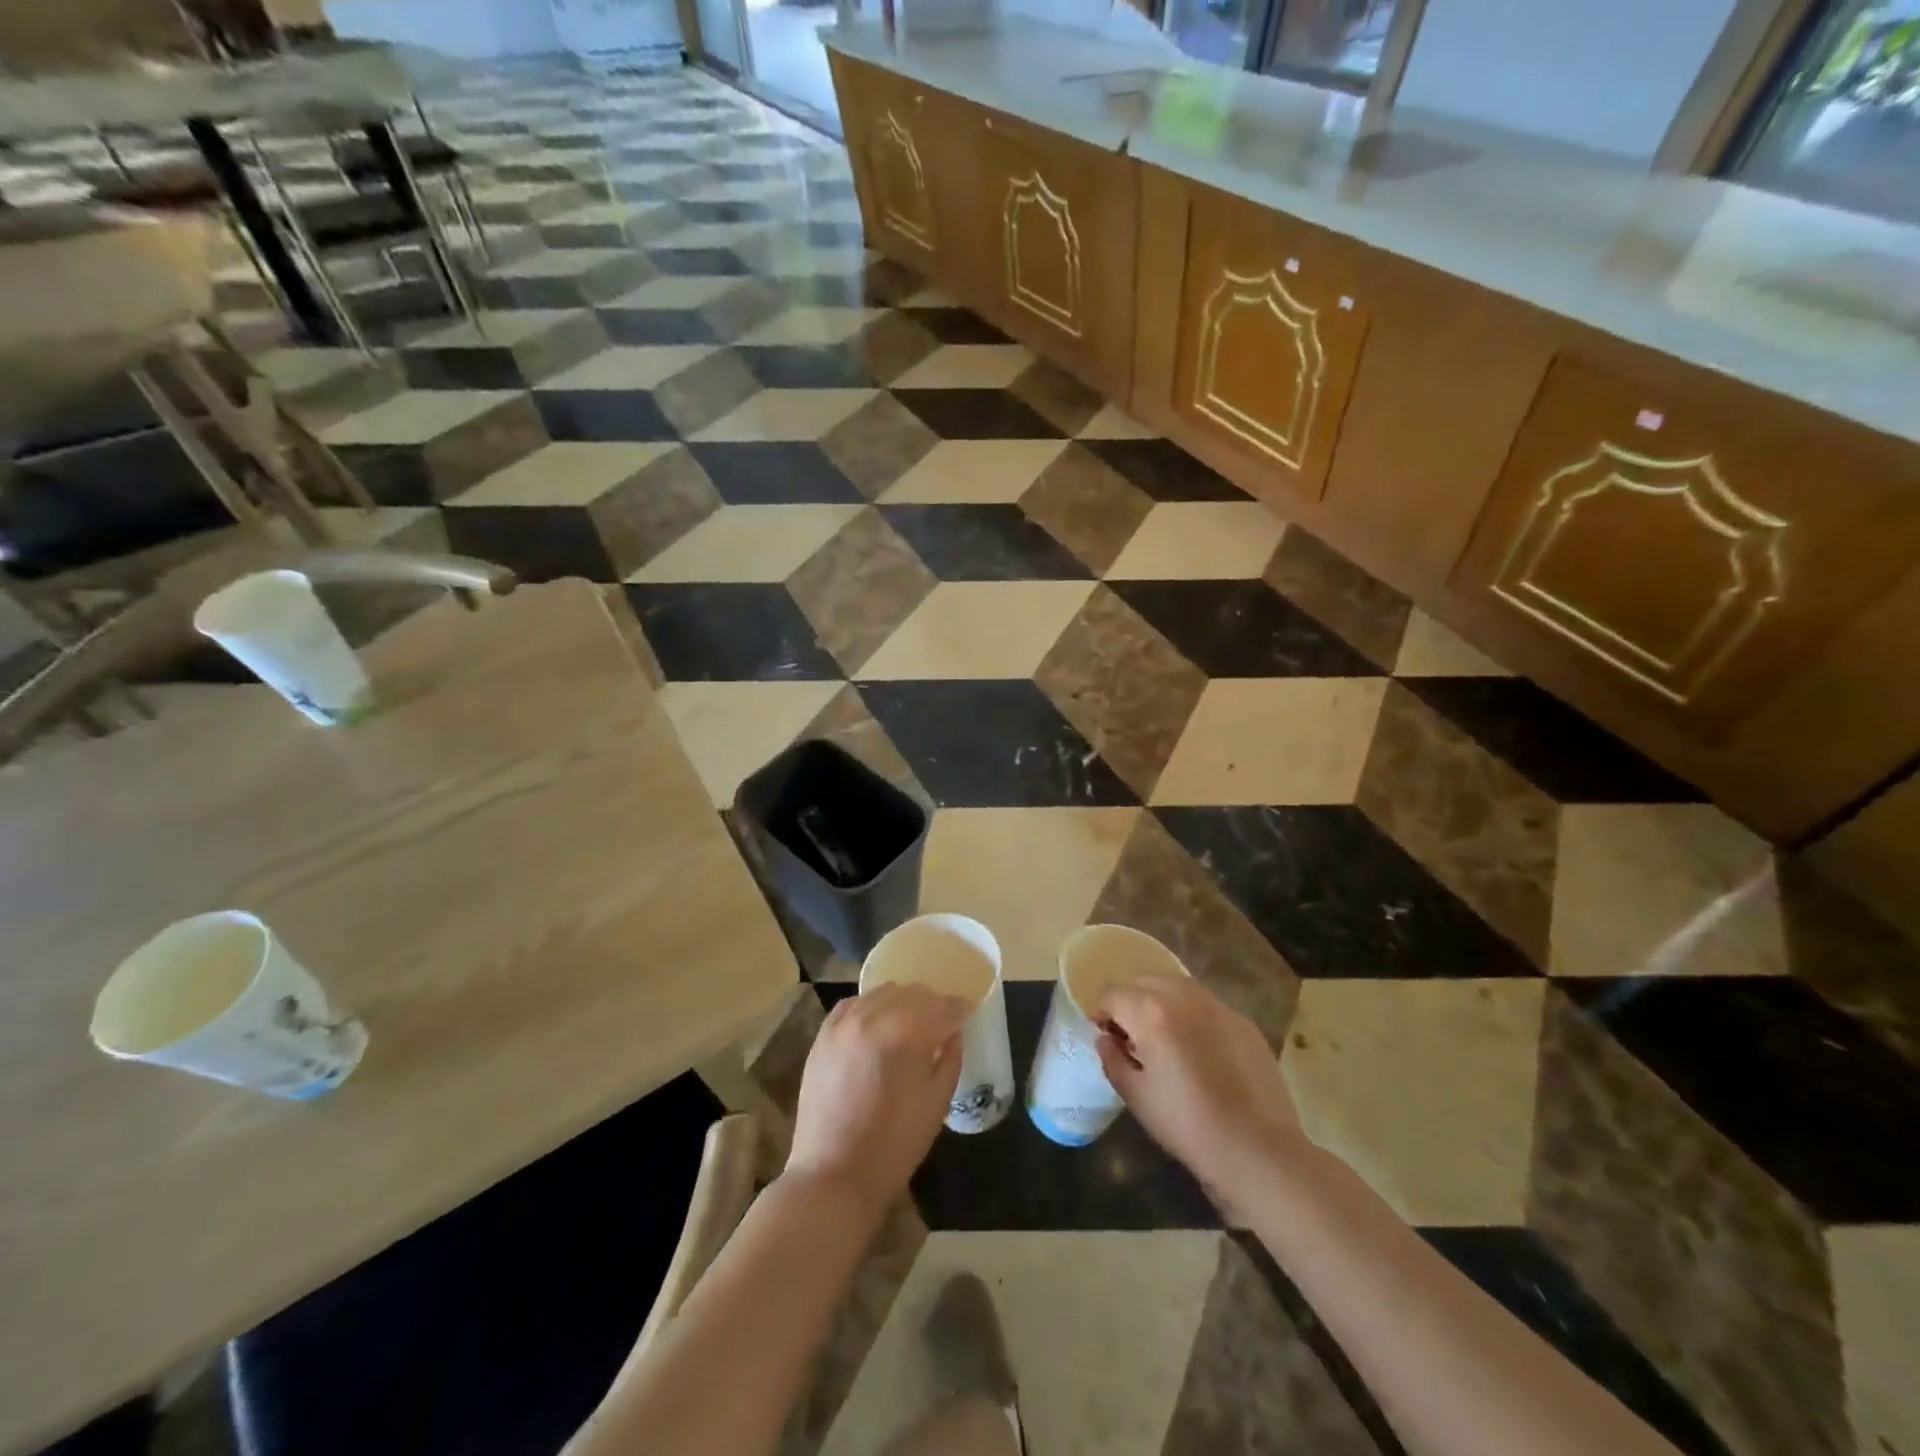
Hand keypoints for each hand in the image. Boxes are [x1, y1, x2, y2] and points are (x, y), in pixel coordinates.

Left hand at [785, 984, 970, 1213]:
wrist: (833, 1175)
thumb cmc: (894, 1144)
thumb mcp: (937, 1103)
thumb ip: (950, 1058)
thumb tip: (953, 1032)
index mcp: (906, 1032)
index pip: (942, 1006)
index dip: (959, 1008)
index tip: (968, 1013)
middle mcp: (873, 1016)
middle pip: (913, 993)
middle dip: (932, 1005)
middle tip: (941, 1024)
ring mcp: (844, 1023)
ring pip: (882, 993)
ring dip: (902, 1004)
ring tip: (909, 1026)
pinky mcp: (823, 1036)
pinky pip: (853, 1005)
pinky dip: (870, 1009)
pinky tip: (876, 1027)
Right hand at [1095, 978, 1303, 1200]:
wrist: (1257, 1148)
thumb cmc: (1187, 1124)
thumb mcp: (1136, 1096)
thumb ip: (1112, 1059)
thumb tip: (1106, 1039)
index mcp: (1151, 1012)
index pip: (1114, 995)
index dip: (1102, 1014)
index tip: (1106, 1037)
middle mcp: (1184, 997)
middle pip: (1145, 982)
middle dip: (1131, 1002)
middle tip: (1132, 1037)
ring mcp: (1218, 1006)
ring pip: (1178, 987)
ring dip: (1162, 1002)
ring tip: (1164, 1037)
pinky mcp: (1243, 1021)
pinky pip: (1206, 1005)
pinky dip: (1192, 1015)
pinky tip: (1198, 1049)